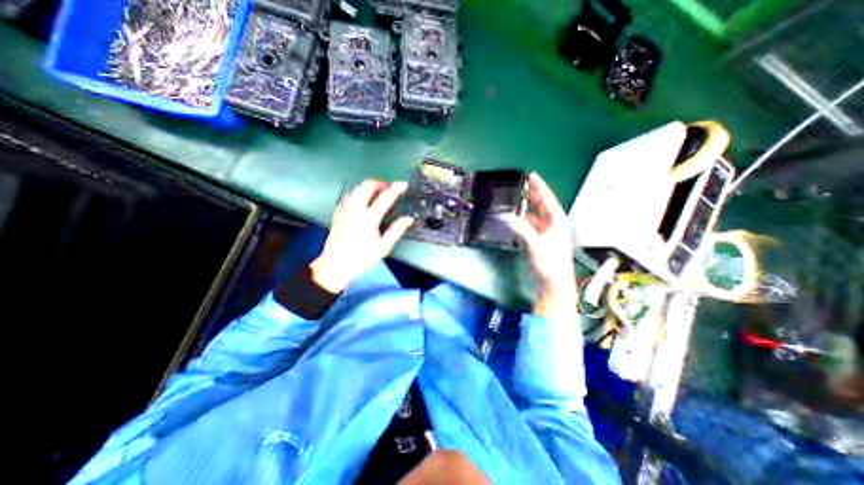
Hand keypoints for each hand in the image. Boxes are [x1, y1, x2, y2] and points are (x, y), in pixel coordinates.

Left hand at [311, 179, 414, 292]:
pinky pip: (350, 195)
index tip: (403, 184)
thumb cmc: (362, 258)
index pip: (385, 197)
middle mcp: (355, 209)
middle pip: (367, 186)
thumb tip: (409, 219)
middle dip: (380, 183)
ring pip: (357, 188)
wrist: (335, 265)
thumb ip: (397, 230)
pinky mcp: (338, 212)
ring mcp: (345, 209)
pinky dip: (360, 193)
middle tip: (389, 189)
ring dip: (369, 187)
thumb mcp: (383, 247)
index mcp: (369, 218)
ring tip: (378, 195)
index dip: (396, 189)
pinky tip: (364, 203)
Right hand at [508, 172, 575, 317]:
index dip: (540, 187)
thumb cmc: (550, 264)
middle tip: (524, 184)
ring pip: (538, 215)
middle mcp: (555, 225)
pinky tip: (518, 218)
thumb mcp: (535, 245)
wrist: (555, 284)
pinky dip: (526, 220)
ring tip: (518, 199)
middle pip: (544, 205)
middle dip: (534, 194)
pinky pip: (533, 225)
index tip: (532, 176)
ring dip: (528, 207)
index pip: (548, 199)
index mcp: (558, 222)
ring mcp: (549, 233)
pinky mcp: (543, 241)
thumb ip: (522, 229)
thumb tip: (509, 217)